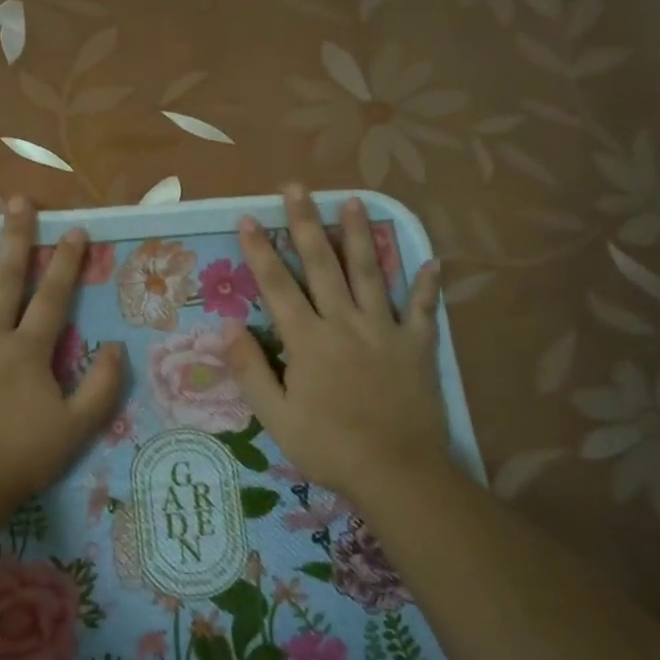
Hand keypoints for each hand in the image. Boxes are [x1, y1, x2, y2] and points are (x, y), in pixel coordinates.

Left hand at [0, 197, 124, 506]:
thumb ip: (102, 386)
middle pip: (5, 279)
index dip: (65, 261)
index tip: (74, 228)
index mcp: (27, 350)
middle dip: (15, 237)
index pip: (52, 296)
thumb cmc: (20, 458)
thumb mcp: (77, 428)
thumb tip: (115, 347)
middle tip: (18, 200)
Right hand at [224, 187, 450, 509]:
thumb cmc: (328, 446)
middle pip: (322, 265)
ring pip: (371, 273)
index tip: (248, 217)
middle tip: (297, 187)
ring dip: (360, 235)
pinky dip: (428, 286)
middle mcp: (345, 323)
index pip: (277, 286)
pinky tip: (433, 261)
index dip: (260, 250)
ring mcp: (385, 330)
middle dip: (306, 223)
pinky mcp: (417, 346)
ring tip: (354, 200)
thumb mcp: (275, 416)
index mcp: (308, 340)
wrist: (396, 472)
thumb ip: (250, 370)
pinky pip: (424, 309)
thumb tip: (227, 328)